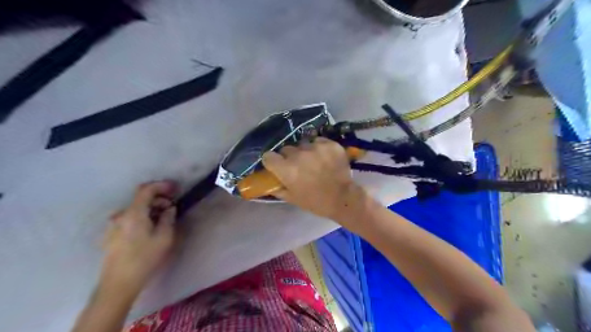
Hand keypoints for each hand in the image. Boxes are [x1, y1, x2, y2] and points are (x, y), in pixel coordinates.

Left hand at [102, 180, 177, 293]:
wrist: (118, 283)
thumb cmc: (145, 259)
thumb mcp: (164, 237)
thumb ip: (168, 218)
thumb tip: (170, 208)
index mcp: (134, 214)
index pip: (146, 190)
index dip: (161, 185)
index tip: (175, 188)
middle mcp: (120, 215)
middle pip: (141, 199)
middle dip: (159, 199)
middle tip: (173, 208)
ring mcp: (113, 225)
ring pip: (135, 209)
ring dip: (151, 209)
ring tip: (163, 220)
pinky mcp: (111, 234)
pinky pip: (129, 218)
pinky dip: (142, 217)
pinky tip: (150, 229)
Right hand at [263, 138, 365, 219]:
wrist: (343, 198)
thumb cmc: (316, 202)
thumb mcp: (292, 198)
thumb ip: (277, 188)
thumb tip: (269, 181)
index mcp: (286, 169)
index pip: (268, 156)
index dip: (272, 161)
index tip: (276, 166)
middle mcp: (298, 155)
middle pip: (286, 149)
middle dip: (289, 157)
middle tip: (298, 166)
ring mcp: (315, 147)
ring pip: (303, 144)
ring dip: (305, 151)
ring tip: (314, 161)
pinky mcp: (329, 144)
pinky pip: (318, 141)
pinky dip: (319, 148)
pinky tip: (325, 157)